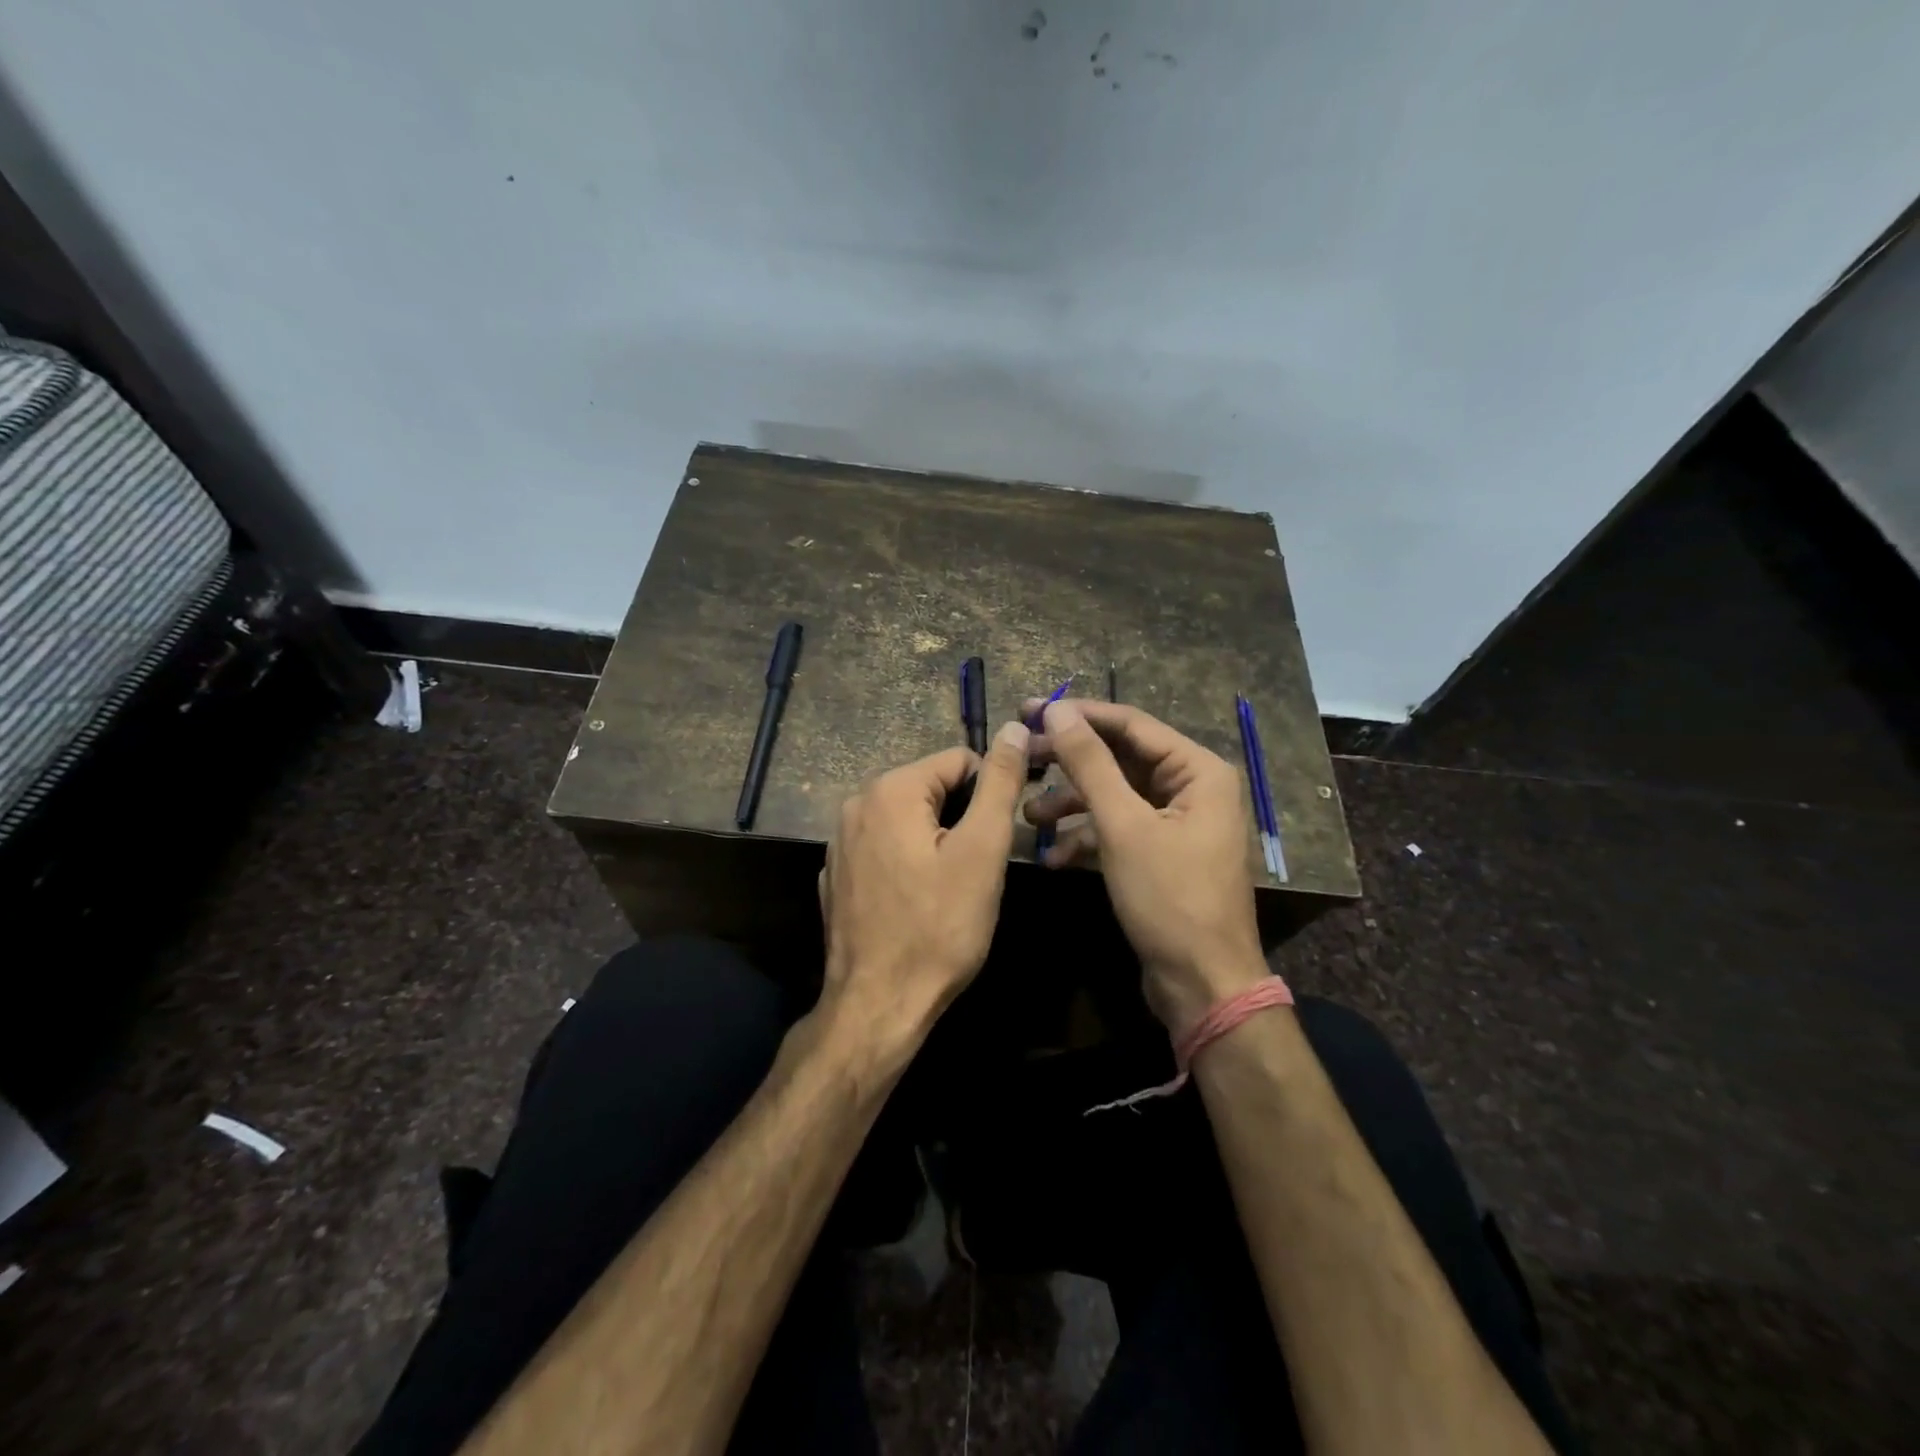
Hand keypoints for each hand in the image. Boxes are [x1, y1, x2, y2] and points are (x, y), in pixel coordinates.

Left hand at [818, 721, 1030, 1049]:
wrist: (878, 1005)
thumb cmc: (939, 927)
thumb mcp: (982, 850)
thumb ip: (999, 783)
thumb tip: (1014, 727)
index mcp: (890, 789)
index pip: (959, 760)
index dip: (989, 793)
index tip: (1001, 836)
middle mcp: (855, 804)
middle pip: (931, 789)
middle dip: (961, 818)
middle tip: (979, 868)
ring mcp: (839, 842)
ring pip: (909, 820)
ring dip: (936, 841)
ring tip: (952, 887)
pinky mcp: (836, 876)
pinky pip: (885, 849)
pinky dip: (908, 862)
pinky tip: (918, 902)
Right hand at [1025, 699, 1265, 1031]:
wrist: (1202, 984)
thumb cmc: (1169, 898)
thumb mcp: (1123, 826)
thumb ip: (1089, 763)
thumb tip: (1057, 711)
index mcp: (1197, 770)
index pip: (1130, 724)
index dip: (1077, 716)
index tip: (1028, 711)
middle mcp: (1192, 788)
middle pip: (1120, 759)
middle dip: (1069, 764)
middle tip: (1020, 757)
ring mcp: (1177, 823)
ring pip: (1115, 796)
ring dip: (1072, 805)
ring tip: (1029, 818)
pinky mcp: (1161, 854)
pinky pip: (1119, 830)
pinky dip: (1087, 838)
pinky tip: (1053, 858)